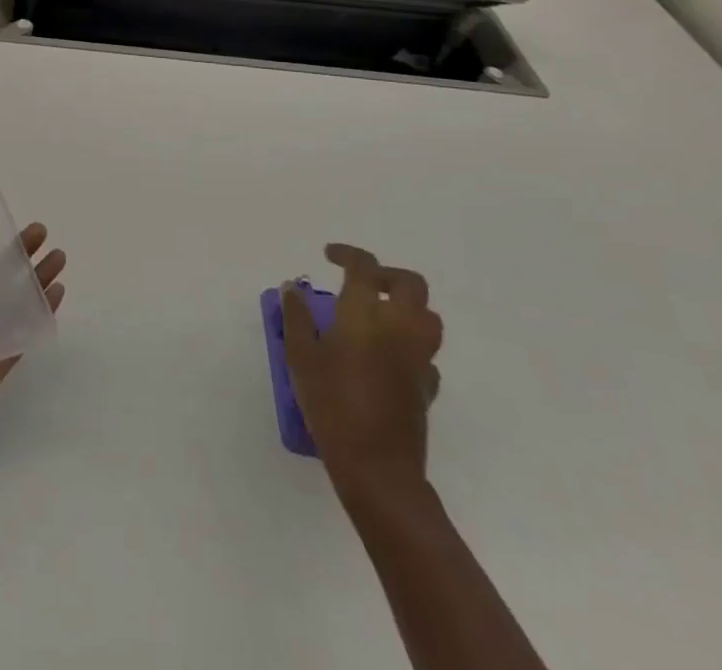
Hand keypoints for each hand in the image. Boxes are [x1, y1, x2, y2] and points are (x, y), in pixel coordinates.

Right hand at [282, 243, 442, 498]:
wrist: (377, 466)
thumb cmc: (331, 404)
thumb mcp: (300, 357)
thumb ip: (297, 318)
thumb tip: (293, 288)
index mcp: (365, 314)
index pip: (364, 266)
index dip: (347, 254)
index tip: (329, 255)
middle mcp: (399, 327)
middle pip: (410, 284)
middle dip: (386, 275)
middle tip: (361, 282)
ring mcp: (418, 357)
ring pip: (428, 316)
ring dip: (406, 306)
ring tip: (378, 315)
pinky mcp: (427, 387)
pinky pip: (426, 353)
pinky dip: (410, 345)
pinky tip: (388, 356)